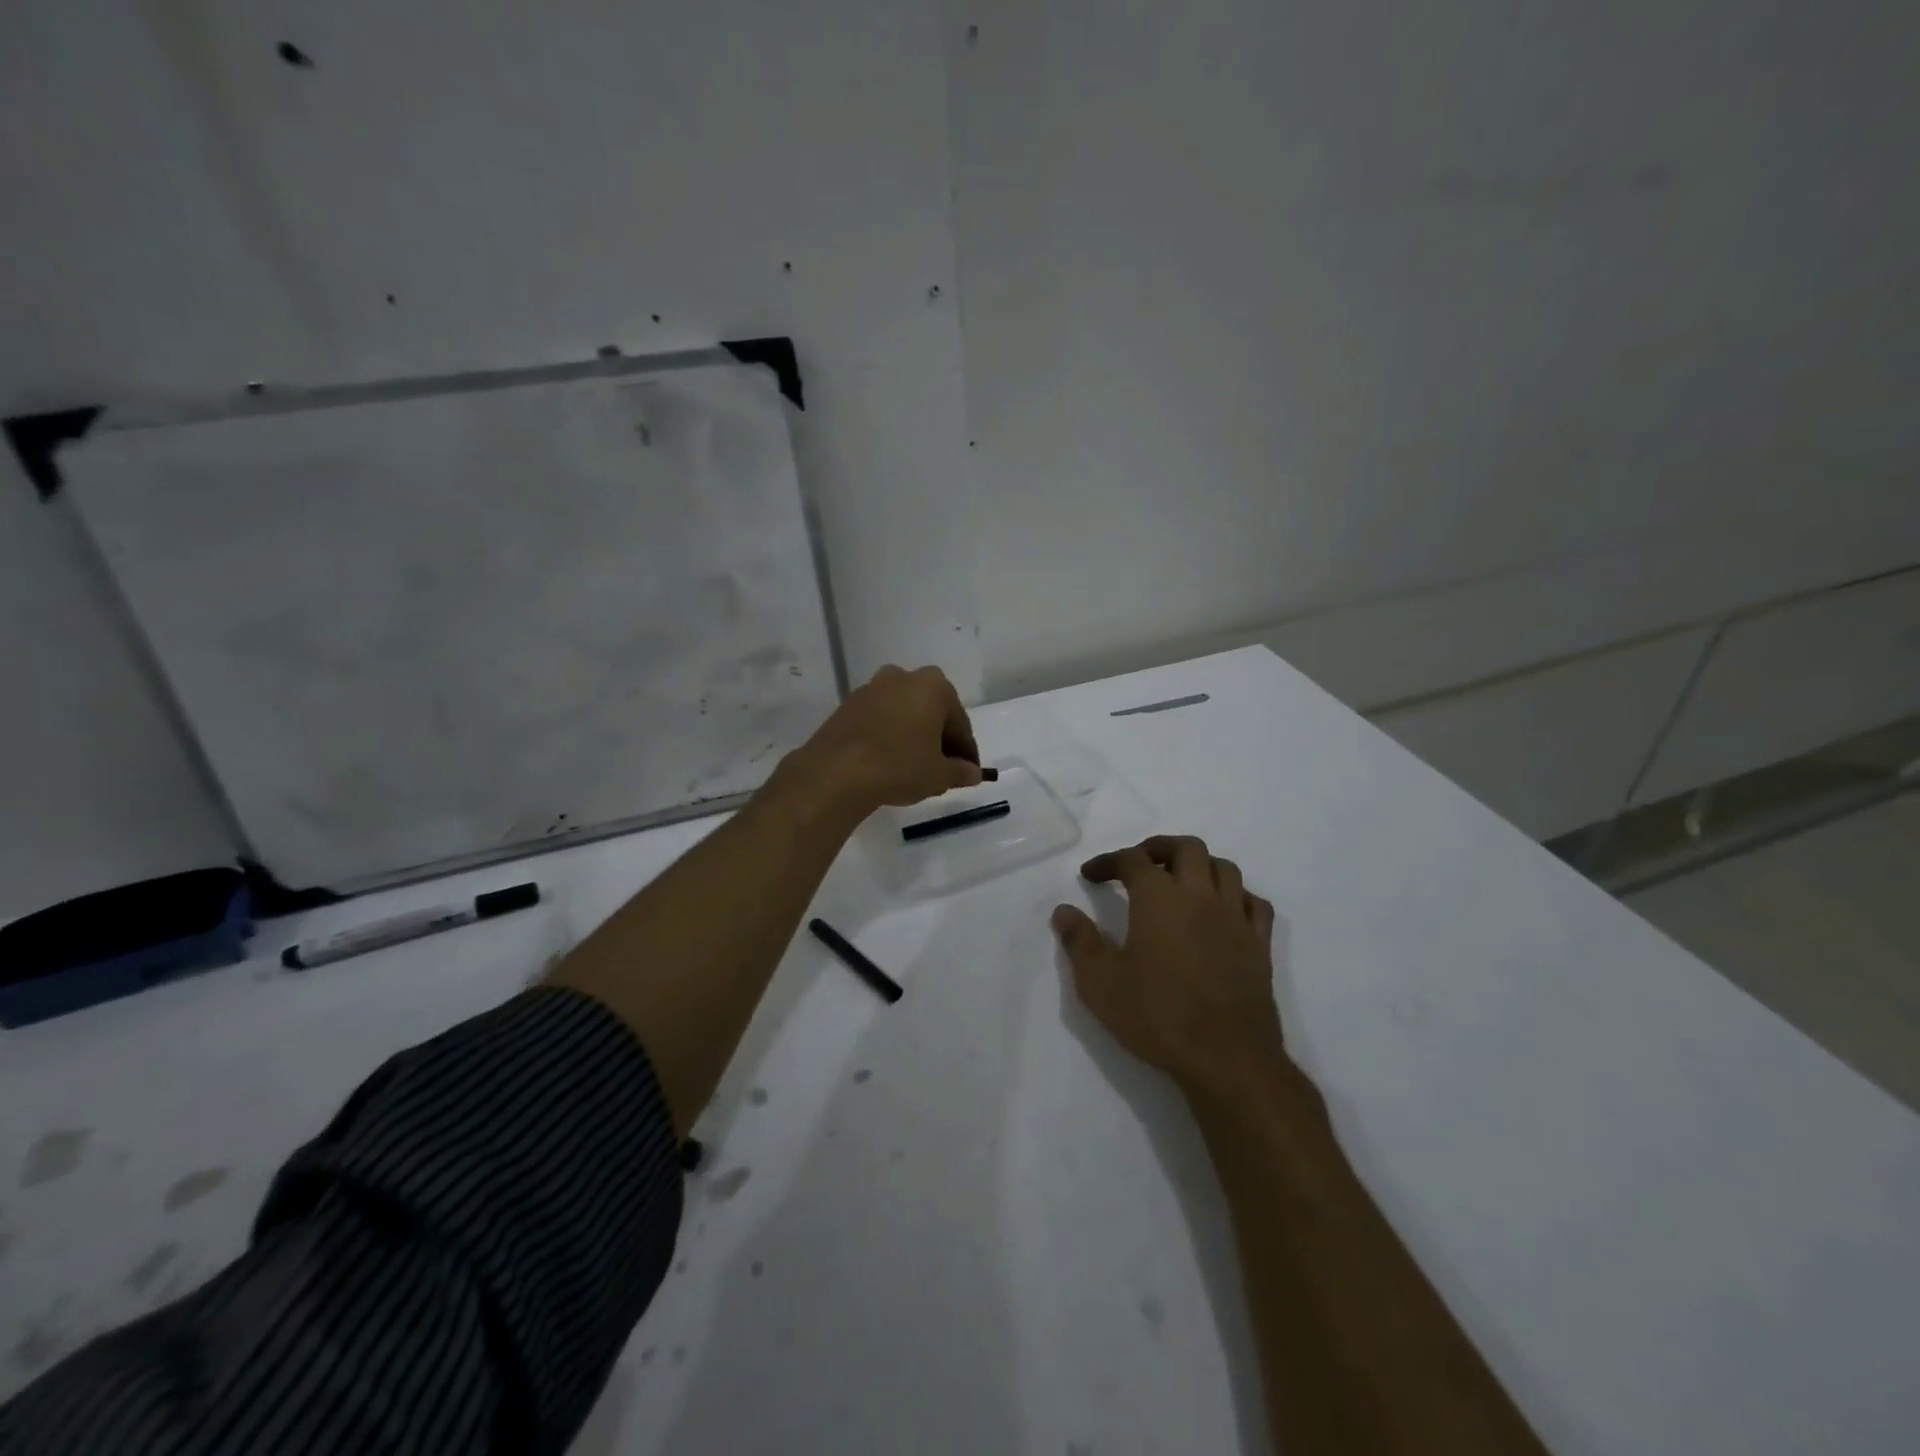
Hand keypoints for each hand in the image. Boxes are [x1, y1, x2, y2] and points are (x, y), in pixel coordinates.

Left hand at [787, 664, 983, 814]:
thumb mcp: (939, 775)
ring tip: (914, 766)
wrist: (837, 772)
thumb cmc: (899, 766)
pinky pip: (880, 719)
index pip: (959, 723)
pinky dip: (889, 735)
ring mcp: (872, 688)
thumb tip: (972, 773)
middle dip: (939, 738)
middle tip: (943, 768)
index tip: (968, 772)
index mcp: (934, 686)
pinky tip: (888, 761)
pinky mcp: (848, 705)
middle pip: (931, 712)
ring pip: (904, 713)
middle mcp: (903, 677)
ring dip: (912, 734)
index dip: (966, 751)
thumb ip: (960, 771)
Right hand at [1053, 835, 1285, 1099]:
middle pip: (1186, 848)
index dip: (1108, 861)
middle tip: (1138, 865)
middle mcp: (1200, 895)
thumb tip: (1064, 911)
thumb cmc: (1157, 1016)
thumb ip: (1080, 942)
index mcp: (1159, 898)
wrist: (1227, 1058)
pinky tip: (1222, 910)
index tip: (1090, 876)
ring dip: (1199, 865)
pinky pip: (1253, 902)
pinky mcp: (1259, 944)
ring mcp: (1235, 917)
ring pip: (1224, 868)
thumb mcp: (1100, 984)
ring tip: (1180, 882)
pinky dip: (1236, 895)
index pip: (1132, 860)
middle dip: (1158, 848)